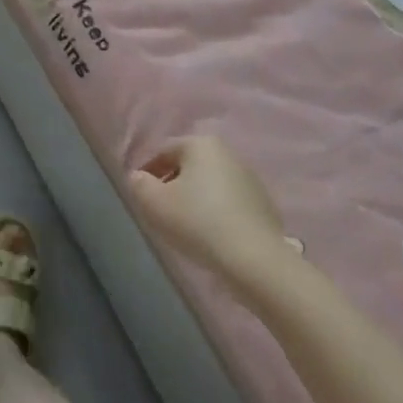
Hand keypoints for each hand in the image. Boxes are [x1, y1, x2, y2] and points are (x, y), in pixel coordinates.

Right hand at [128, 135, 293, 289]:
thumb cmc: (197, 222)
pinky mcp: (263, 203)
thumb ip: (139, 184)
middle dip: (172, 183)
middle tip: (160, 209)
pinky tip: (209, 233)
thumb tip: (140, 178)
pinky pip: (228, 201)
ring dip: (194, 197)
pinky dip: (215, 211)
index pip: (163, 152)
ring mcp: (249, 178)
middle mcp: (227, 152)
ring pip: (209, 183)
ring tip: (184, 224)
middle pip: (188, 165)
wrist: (254, 258)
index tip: (141, 195)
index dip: (147, 172)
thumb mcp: (154, 203)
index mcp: (201, 144)